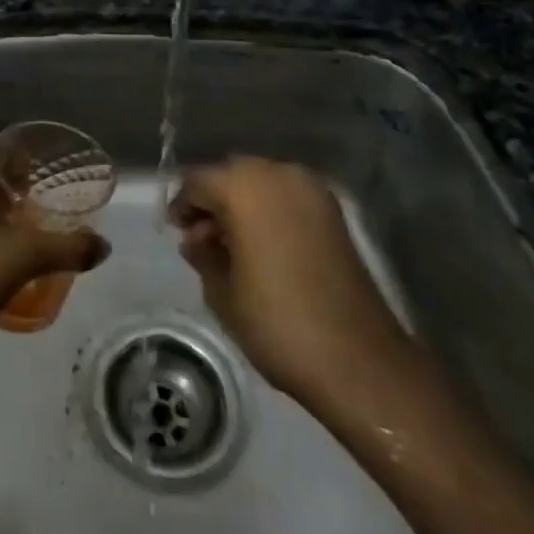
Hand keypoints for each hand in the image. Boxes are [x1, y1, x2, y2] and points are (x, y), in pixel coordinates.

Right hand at [169, 157, 414, 410]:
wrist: (358, 359)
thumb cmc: (276, 322)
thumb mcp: (221, 292)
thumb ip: (202, 255)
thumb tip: (197, 239)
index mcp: (243, 186)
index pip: (197, 182)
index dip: (182, 207)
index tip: (176, 234)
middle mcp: (277, 174)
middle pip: (230, 175)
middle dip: (213, 202)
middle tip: (202, 241)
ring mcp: (311, 189)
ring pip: (260, 183)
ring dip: (242, 206)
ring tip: (233, 247)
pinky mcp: (333, 211)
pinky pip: (287, 197)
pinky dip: (270, 212)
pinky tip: (263, 247)